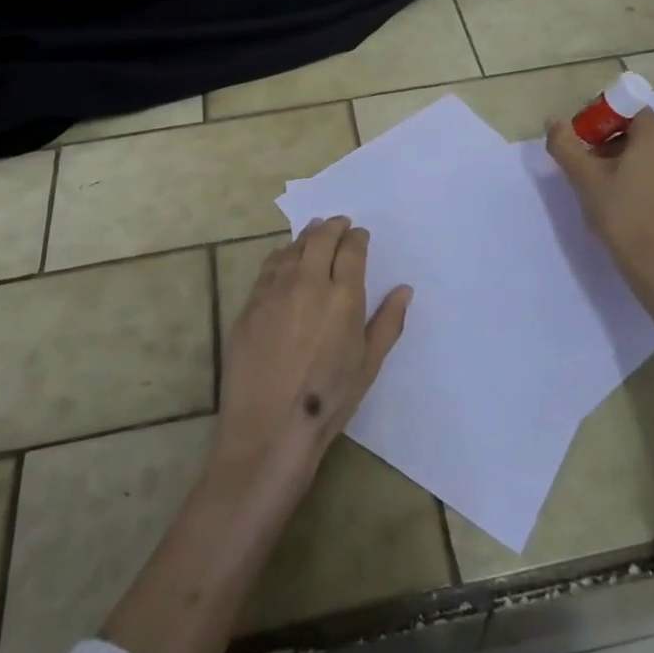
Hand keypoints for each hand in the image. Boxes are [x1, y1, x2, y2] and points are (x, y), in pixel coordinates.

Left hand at [215, 217, 411, 492]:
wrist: (269, 429)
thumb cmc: (329, 401)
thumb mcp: (368, 365)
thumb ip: (388, 322)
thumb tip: (403, 289)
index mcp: (343, 297)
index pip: (351, 250)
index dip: (357, 237)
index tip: (360, 235)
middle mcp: (308, 283)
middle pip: (320, 239)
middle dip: (332, 226)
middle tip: (339, 223)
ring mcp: (274, 292)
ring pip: (292, 249)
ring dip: (306, 237)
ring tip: (313, 234)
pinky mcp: (250, 305)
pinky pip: (268, 268)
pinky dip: (281, 257)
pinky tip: (284, 260)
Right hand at [545, 108, 653, 323]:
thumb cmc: (623, 216)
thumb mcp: (584, 179)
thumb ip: (565, 145)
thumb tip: (553, 121)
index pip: (627, 110)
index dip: (601, 122)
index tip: (583, 146)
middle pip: (639, 134)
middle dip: (611, 146)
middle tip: (588, 171)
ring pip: (653, 159)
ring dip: (629, 166)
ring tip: (607, 194)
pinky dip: (647, 186)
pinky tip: (631, 211)